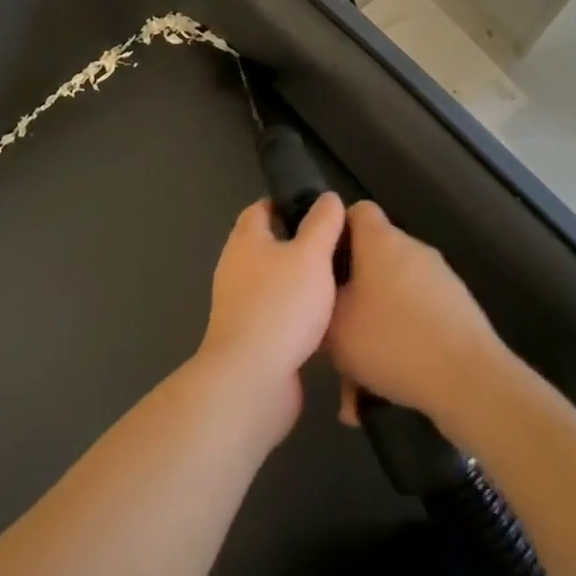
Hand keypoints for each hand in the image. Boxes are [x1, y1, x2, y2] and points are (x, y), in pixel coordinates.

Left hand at [197, 194, 344, 437]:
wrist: (252, 378)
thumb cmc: (281, 305)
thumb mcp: (311, 256)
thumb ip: (322, 224)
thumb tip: (328, 198)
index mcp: (245, 240)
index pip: (261, 209)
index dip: (286, 204)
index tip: (319, 209)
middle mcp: (236, 267)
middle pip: (267, 245)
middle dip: (298, 243)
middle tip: (337, 245)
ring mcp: (240, 304)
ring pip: (274, 281)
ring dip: (299, 280)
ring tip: (338, 280)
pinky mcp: (251, 336)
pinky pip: (277, 313)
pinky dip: (297, 312)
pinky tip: (325, 319)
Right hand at [326, 200, 505, 428]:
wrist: (470, 381)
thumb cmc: (391, 339)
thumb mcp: (333, 325)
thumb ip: (319, 303)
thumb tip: (322, 297)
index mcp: (380, 240)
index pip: (355, 211)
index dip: (335, 232)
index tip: (321, 265)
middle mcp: (412, 250)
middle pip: (373, 260)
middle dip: (353, 295)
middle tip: (334, 333)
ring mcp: (440, 280)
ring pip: (392, 299)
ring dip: (374, 331)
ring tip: (356, 383)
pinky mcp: (460, 312)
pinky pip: (417, 322)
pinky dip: (400, 348)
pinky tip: (384, 393)